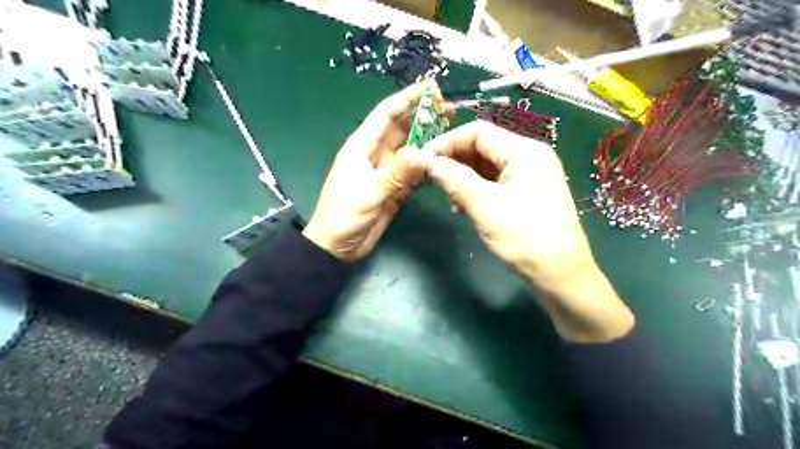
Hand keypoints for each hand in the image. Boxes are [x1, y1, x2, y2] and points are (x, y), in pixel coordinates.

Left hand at [305, 81, 447, 262]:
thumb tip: (425, 152)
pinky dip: (427, 168)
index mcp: (362, 147)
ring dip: (429, 143)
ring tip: (453, 134)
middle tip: (451, 111)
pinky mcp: (395, 190)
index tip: (431, 88)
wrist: (337, 247)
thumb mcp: (368, 192)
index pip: (386, 115)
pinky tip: (443, 164)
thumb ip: (396, 173)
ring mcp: (386, 173)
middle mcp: (375, 155)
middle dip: (424, 118)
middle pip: (402, 130)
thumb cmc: (343, 216)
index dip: (407, 99)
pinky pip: (414, 174)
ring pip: (411, 152)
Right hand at [421, 122, 634, 341]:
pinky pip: (495, 183)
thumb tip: (429, 162)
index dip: (448, 142)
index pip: (479, 132)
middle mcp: (529, 158)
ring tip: (447, 196)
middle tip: (431, 178)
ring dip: (463, 177)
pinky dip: (476, 190)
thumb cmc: (526, 238)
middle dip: (455, 161)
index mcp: (525, 152)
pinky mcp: (526, 195)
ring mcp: (529, 177)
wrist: (561, 276)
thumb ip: (455, 180)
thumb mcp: (486, 207)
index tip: (424, 159)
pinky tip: (462, 206)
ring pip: (487, 167)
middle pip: (483, 147)